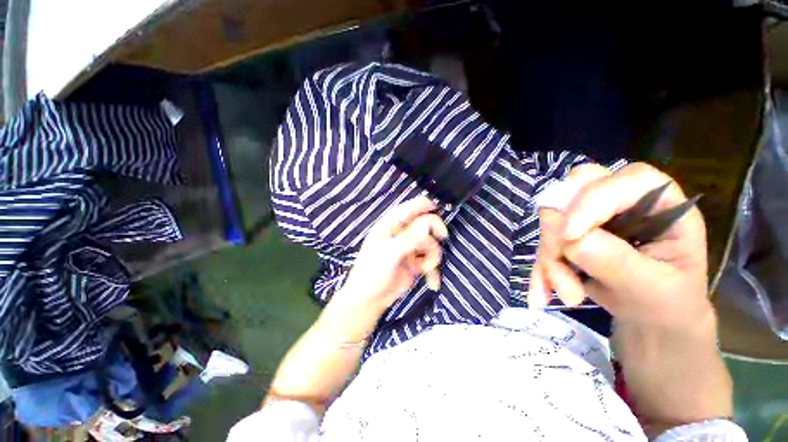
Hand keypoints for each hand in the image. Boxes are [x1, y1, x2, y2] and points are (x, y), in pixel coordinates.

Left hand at [321, 197, 446, 340]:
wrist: (369, 300)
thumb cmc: (372, 272)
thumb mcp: (390, 253)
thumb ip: (410, 238)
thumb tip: (429, 222)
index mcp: (389, 227)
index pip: (407, 210)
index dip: (422, 205)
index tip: (436, 207)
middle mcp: (401, 235)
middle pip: (424, 225)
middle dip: (433, 233)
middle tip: (442, 237)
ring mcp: (408, 249)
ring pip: (430, 244)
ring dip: (432, 256)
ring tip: (426, 269)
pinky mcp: (414, 263)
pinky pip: (429, 261)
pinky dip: (433, 271)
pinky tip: (432, 283)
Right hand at [528, 162, 710, 330]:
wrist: (652, 320)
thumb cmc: (669, 304)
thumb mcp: (654, 290)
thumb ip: (618, 262)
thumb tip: (571, 239)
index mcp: (662, 205)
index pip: (627, 180)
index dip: (592, 201)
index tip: (569, 236)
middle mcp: (623, 202)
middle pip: (575, 193)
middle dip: (560, 234)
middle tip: (564, 274)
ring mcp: (591, 217)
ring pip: (552, 221)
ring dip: (551, 258)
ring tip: (569, 295)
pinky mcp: (570, 234)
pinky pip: (544, 242)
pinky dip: (541, 268)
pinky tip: (542, 293)